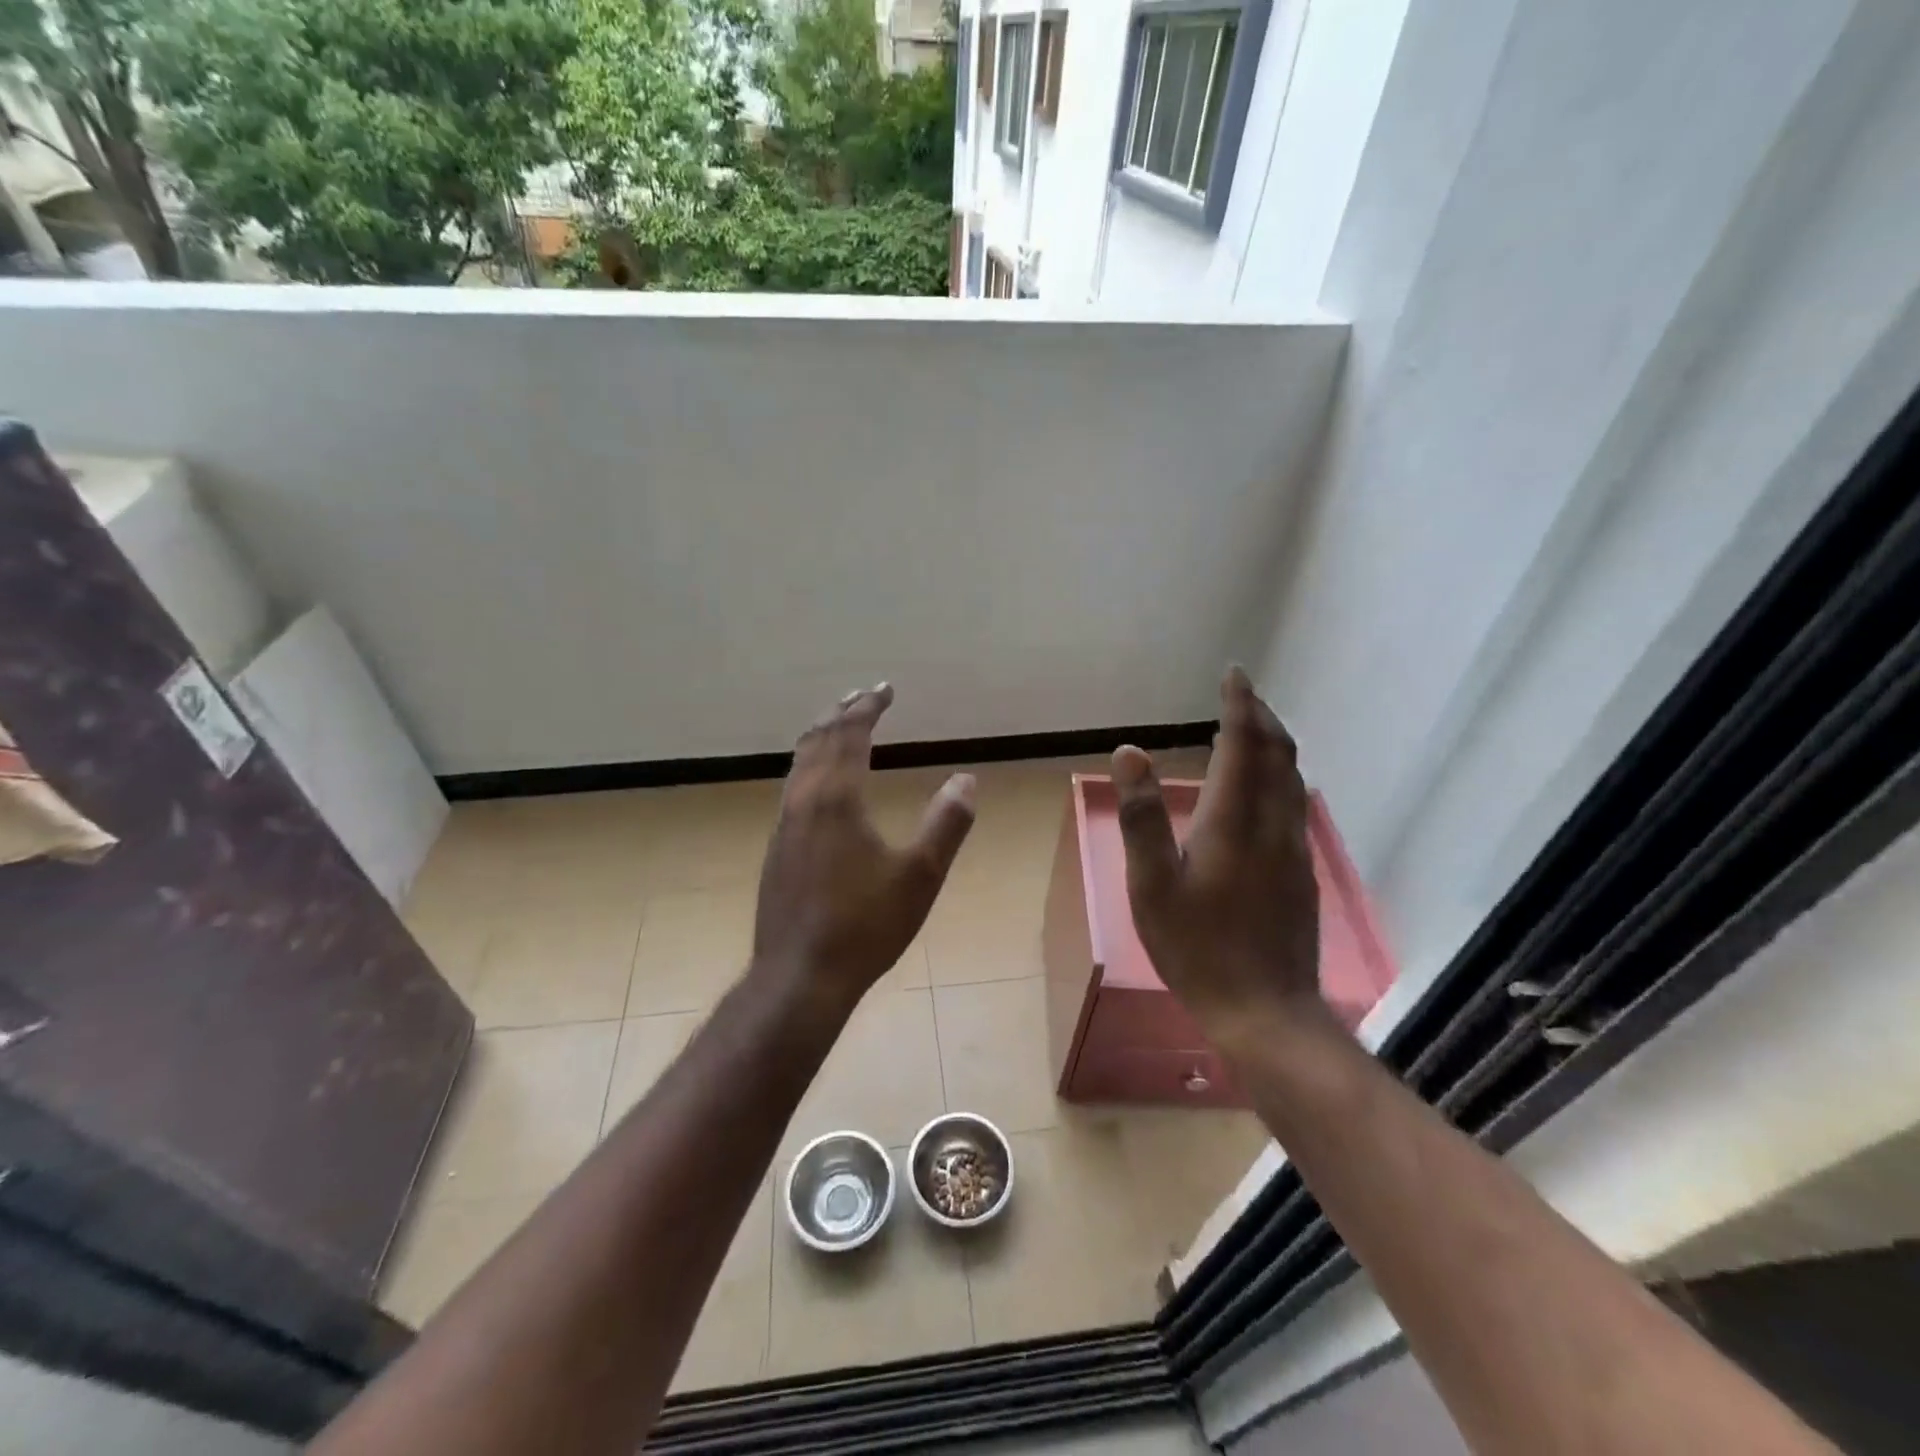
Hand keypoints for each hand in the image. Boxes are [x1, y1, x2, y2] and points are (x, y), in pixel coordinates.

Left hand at [752, 683, 975, 1008]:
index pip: (850, 735)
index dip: (868, 708)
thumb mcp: (921, 876)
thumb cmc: (865, 925)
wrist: (800, 975)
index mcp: (837, 799)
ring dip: (820, 737)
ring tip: (836, 726)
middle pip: (818, 741)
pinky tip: (816, 784)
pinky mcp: (776, 849)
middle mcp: (803, 801)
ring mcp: (784, 825)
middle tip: (861, 697)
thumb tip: (967, 780)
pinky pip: (792, 787)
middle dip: (841, 714)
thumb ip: (946, 823)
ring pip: (799, 763)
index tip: (885, 689)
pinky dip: (808, 765)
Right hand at [1110, 667, 1323, 1055]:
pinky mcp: (1302, 872)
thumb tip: (1130, 751)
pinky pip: (1294, 803)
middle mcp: (1272, 825)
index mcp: (1234, 821)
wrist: (1265, 1010)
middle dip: (1261, 717)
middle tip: (1242, 693)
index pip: (1243, 744)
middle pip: (1278, 754)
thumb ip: (1142, 816)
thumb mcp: (1152, 885)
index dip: (1240, 705)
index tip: (1234, 673)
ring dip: (1274, 744)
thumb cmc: (1197, 947)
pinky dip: (1279, 776)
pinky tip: (1263, 789)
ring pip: (1292, 778)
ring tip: (1252, 730)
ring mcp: (1294, 849)